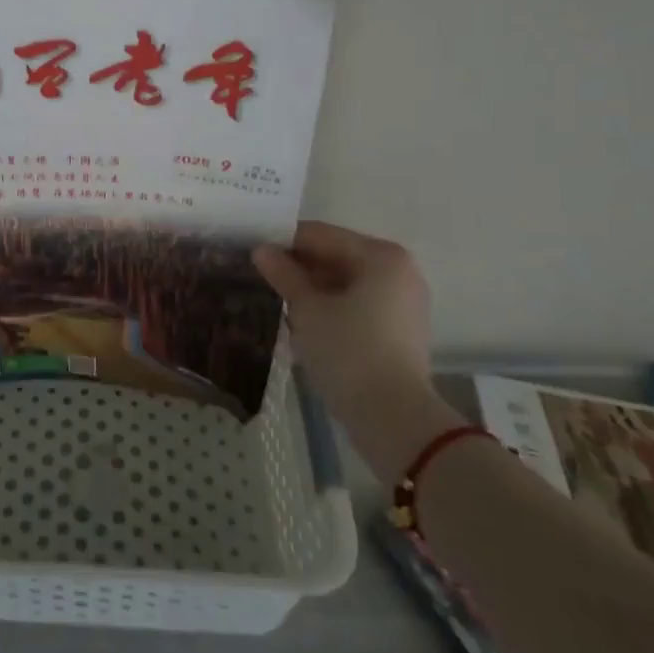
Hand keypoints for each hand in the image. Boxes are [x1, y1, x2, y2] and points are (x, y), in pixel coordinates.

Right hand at [253, 222, 457, 478]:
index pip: (321, 235)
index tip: (251, 248)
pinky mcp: (399, 329)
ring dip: (312, 288)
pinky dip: (330, 306)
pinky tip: (300, 318)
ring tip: (274, 295)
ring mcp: (402, 301)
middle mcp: (398, 270)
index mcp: (381, 255)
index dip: (283, 241)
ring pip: (345, 282)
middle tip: (258, 273)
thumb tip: (261, 250)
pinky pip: (357, 304)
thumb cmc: (348, 351)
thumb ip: (284, 274)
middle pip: (336, 256)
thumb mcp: (307, 309)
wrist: (392, 418)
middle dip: (298, 265)